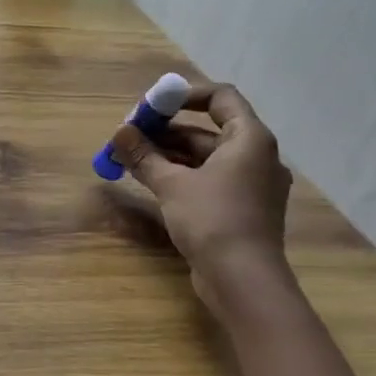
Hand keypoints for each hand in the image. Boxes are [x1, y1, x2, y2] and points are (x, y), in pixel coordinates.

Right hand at [108, 81, 290, 304]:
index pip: (221, 98)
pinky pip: (208, 180)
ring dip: (167, 154)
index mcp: (250, 140)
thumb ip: (144, 156)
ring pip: (205, 157)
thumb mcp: (172, 185)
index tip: (151, 107)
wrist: (243, 280)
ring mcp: (250, 185)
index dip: (184, 96)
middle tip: (129, 137)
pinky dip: (180, 175)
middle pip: (207, 130)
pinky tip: (150, 181)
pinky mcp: (240, 208)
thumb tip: (119, 133)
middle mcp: (256, 157)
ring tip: (129, 159)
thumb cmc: (213, 220)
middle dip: (165, 130)